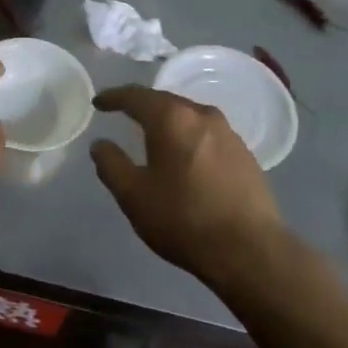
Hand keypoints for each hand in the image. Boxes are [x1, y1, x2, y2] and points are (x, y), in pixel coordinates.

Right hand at [90, 86, 287, 286]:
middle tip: (124, 113)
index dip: (114, 98)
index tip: (99, 102)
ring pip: (190, 117)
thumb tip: (101, 144)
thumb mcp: (133, 195)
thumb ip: (111, 165)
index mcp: (172, 119)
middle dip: (143, 106)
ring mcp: (229, 134)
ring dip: (169, 122)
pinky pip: (208, 135)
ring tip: (154, 135)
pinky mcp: (245, 155)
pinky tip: (185, 157)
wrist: (249, 249)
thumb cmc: (183, 219)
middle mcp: (203, 116)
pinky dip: (189, 138)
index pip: (136, 97)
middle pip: (166, 102)